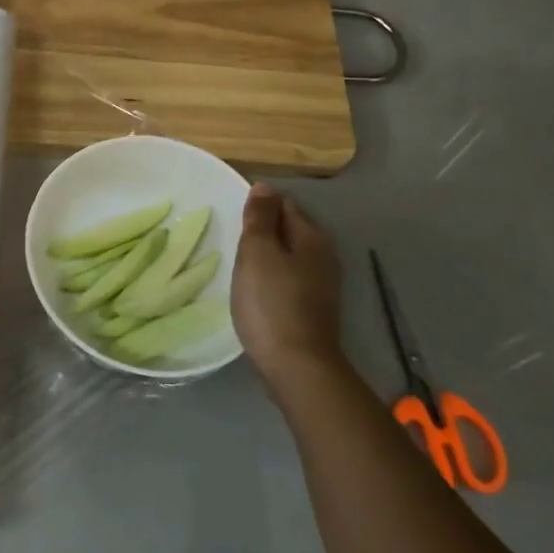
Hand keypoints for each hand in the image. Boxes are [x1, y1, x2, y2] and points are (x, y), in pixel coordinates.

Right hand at [232, 185, 345, 415]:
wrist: (296, 365)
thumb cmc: (271, 303)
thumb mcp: (257, 253)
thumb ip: (259, 218)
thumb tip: (264, 186)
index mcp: (311, 236)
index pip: (283, 204)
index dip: (258, 205)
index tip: (232, 215)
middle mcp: (323, 255)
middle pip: (288, 229)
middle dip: (262, 230)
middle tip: (230, 238)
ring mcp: (321, 284)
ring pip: (288, 255)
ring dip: (266, 255)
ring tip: (238, 262)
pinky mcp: (312, 307)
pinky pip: (288, 279)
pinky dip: (271, 277)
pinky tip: (254, 288)